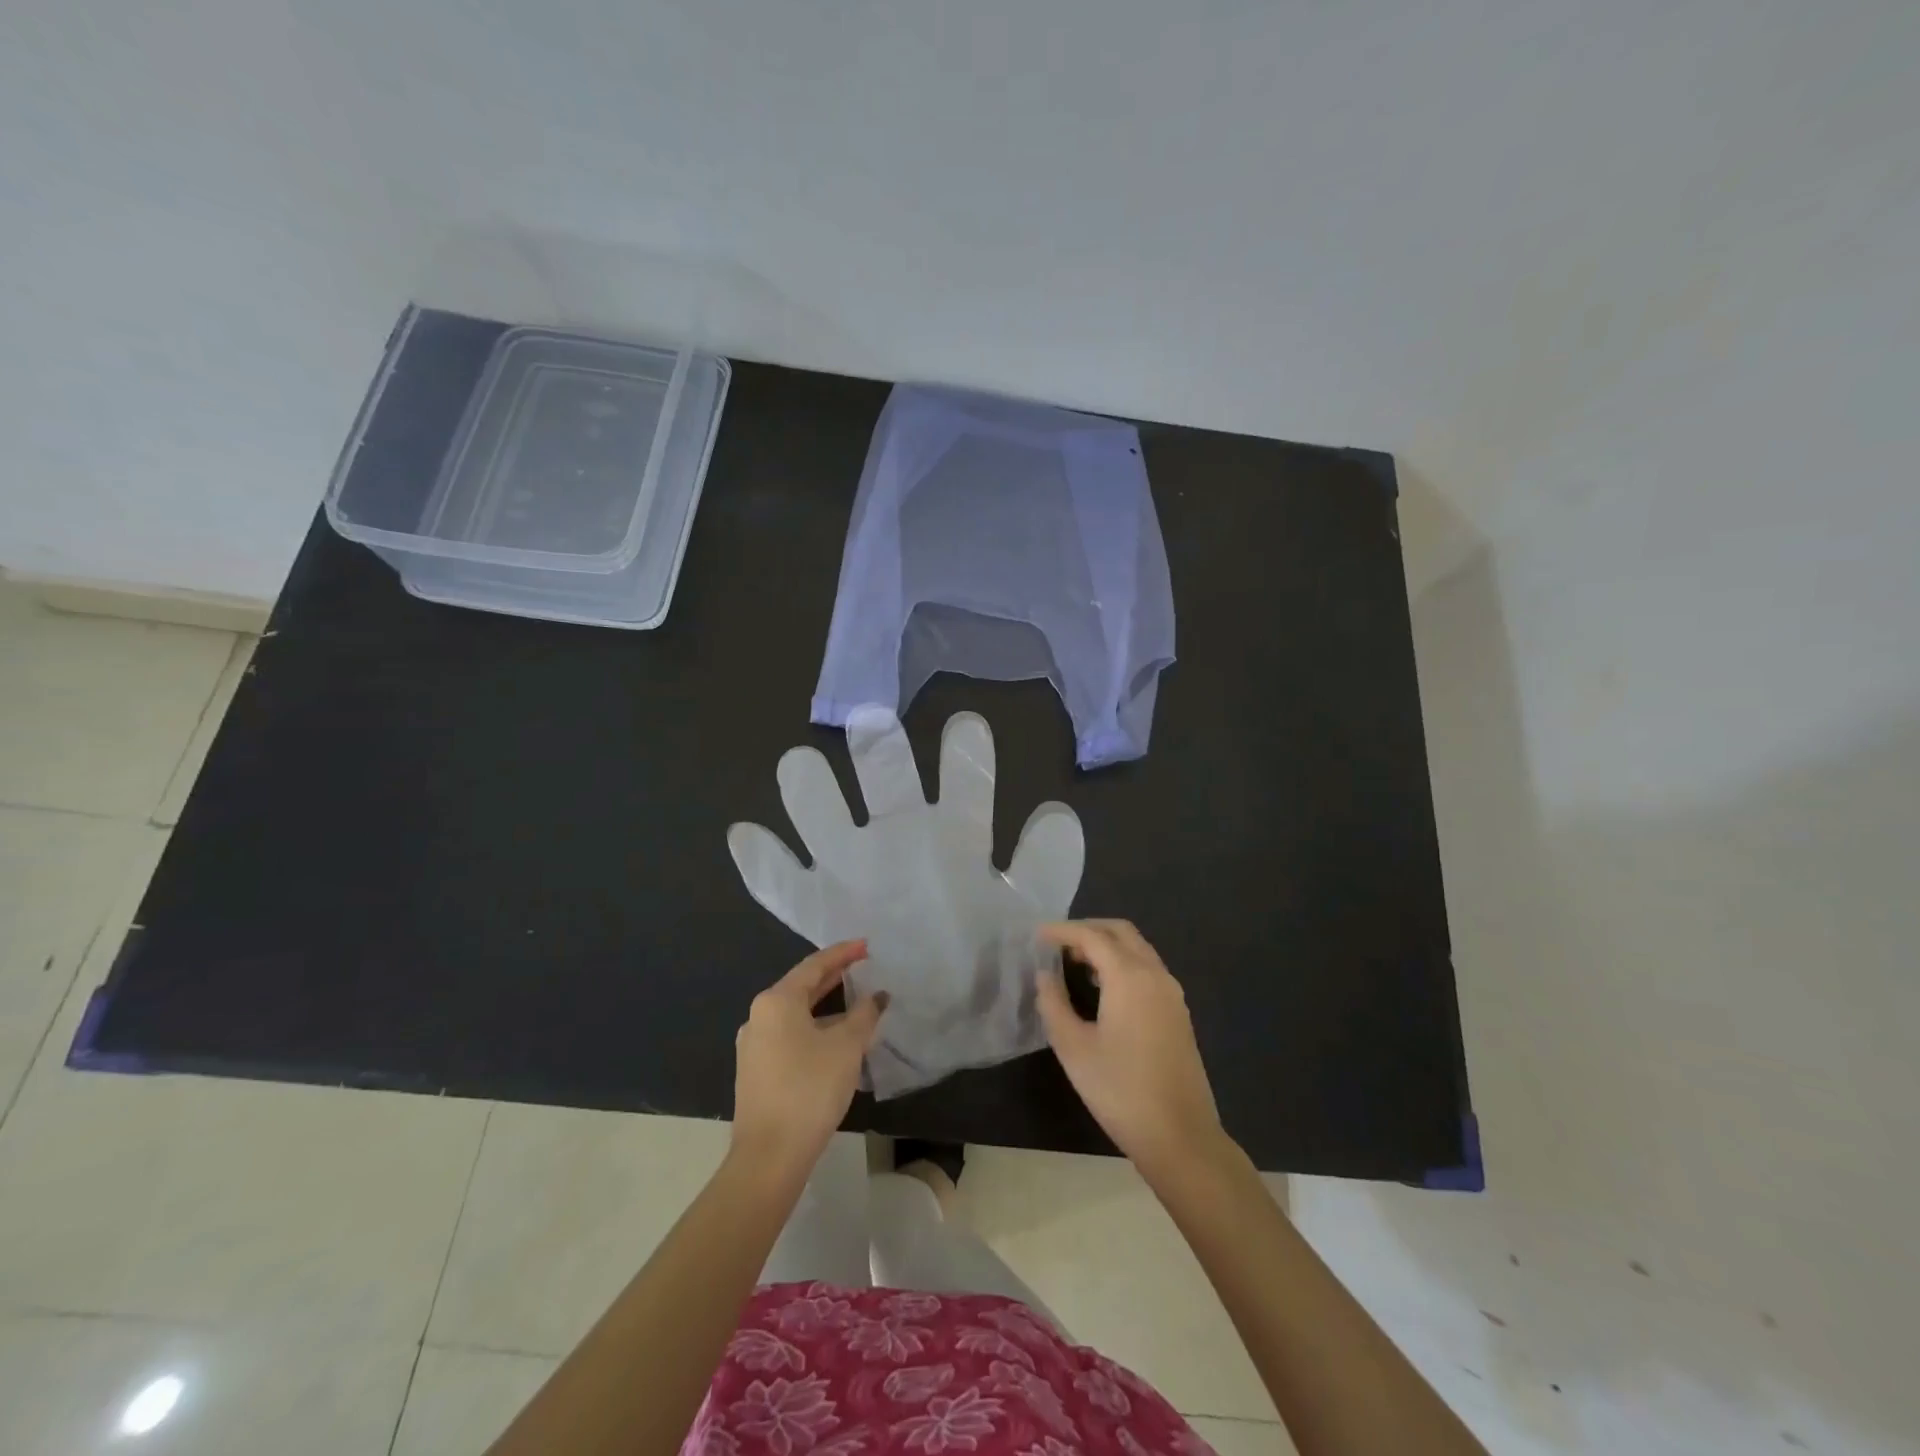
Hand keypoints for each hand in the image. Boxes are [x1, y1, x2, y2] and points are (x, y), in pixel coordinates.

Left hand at [732, 940, 887, 1184]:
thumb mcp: (846, 1047)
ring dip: (825, 1007)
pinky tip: (834, 1040)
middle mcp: (759, 1016)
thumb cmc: (809, 1089)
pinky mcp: (755, 1071)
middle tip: (862, 967)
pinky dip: (813, 1029)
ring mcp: (753, 1045)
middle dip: (833, 977)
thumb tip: (876, 996)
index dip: (843, 953)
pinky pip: (789, 1036)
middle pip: (802, 987)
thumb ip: (864, 1015)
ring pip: (796, 1014)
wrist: (769, 1156)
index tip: (866, 946)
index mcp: (777, 1001)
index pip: (814, 965)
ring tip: (854, 1004)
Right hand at [1036, 920, 1224, 1180]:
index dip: (1062, 931)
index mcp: (1129, 976)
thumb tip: (1045, 976)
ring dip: (1107, 946)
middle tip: (1057, 943)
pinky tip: (1102, 987)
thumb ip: (1054, 1004)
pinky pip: (1147, 969)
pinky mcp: (1178, 1012)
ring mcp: (1171, 993)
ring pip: (1137, 949)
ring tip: (1074, 962)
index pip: (1092, 937)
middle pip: (1121, 932)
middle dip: (1088, 930)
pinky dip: (1122, 963)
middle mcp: (1155, 974)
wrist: (1180, 1136)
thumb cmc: (1120, 1090)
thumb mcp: (1073, 1048)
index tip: (1037, 934)